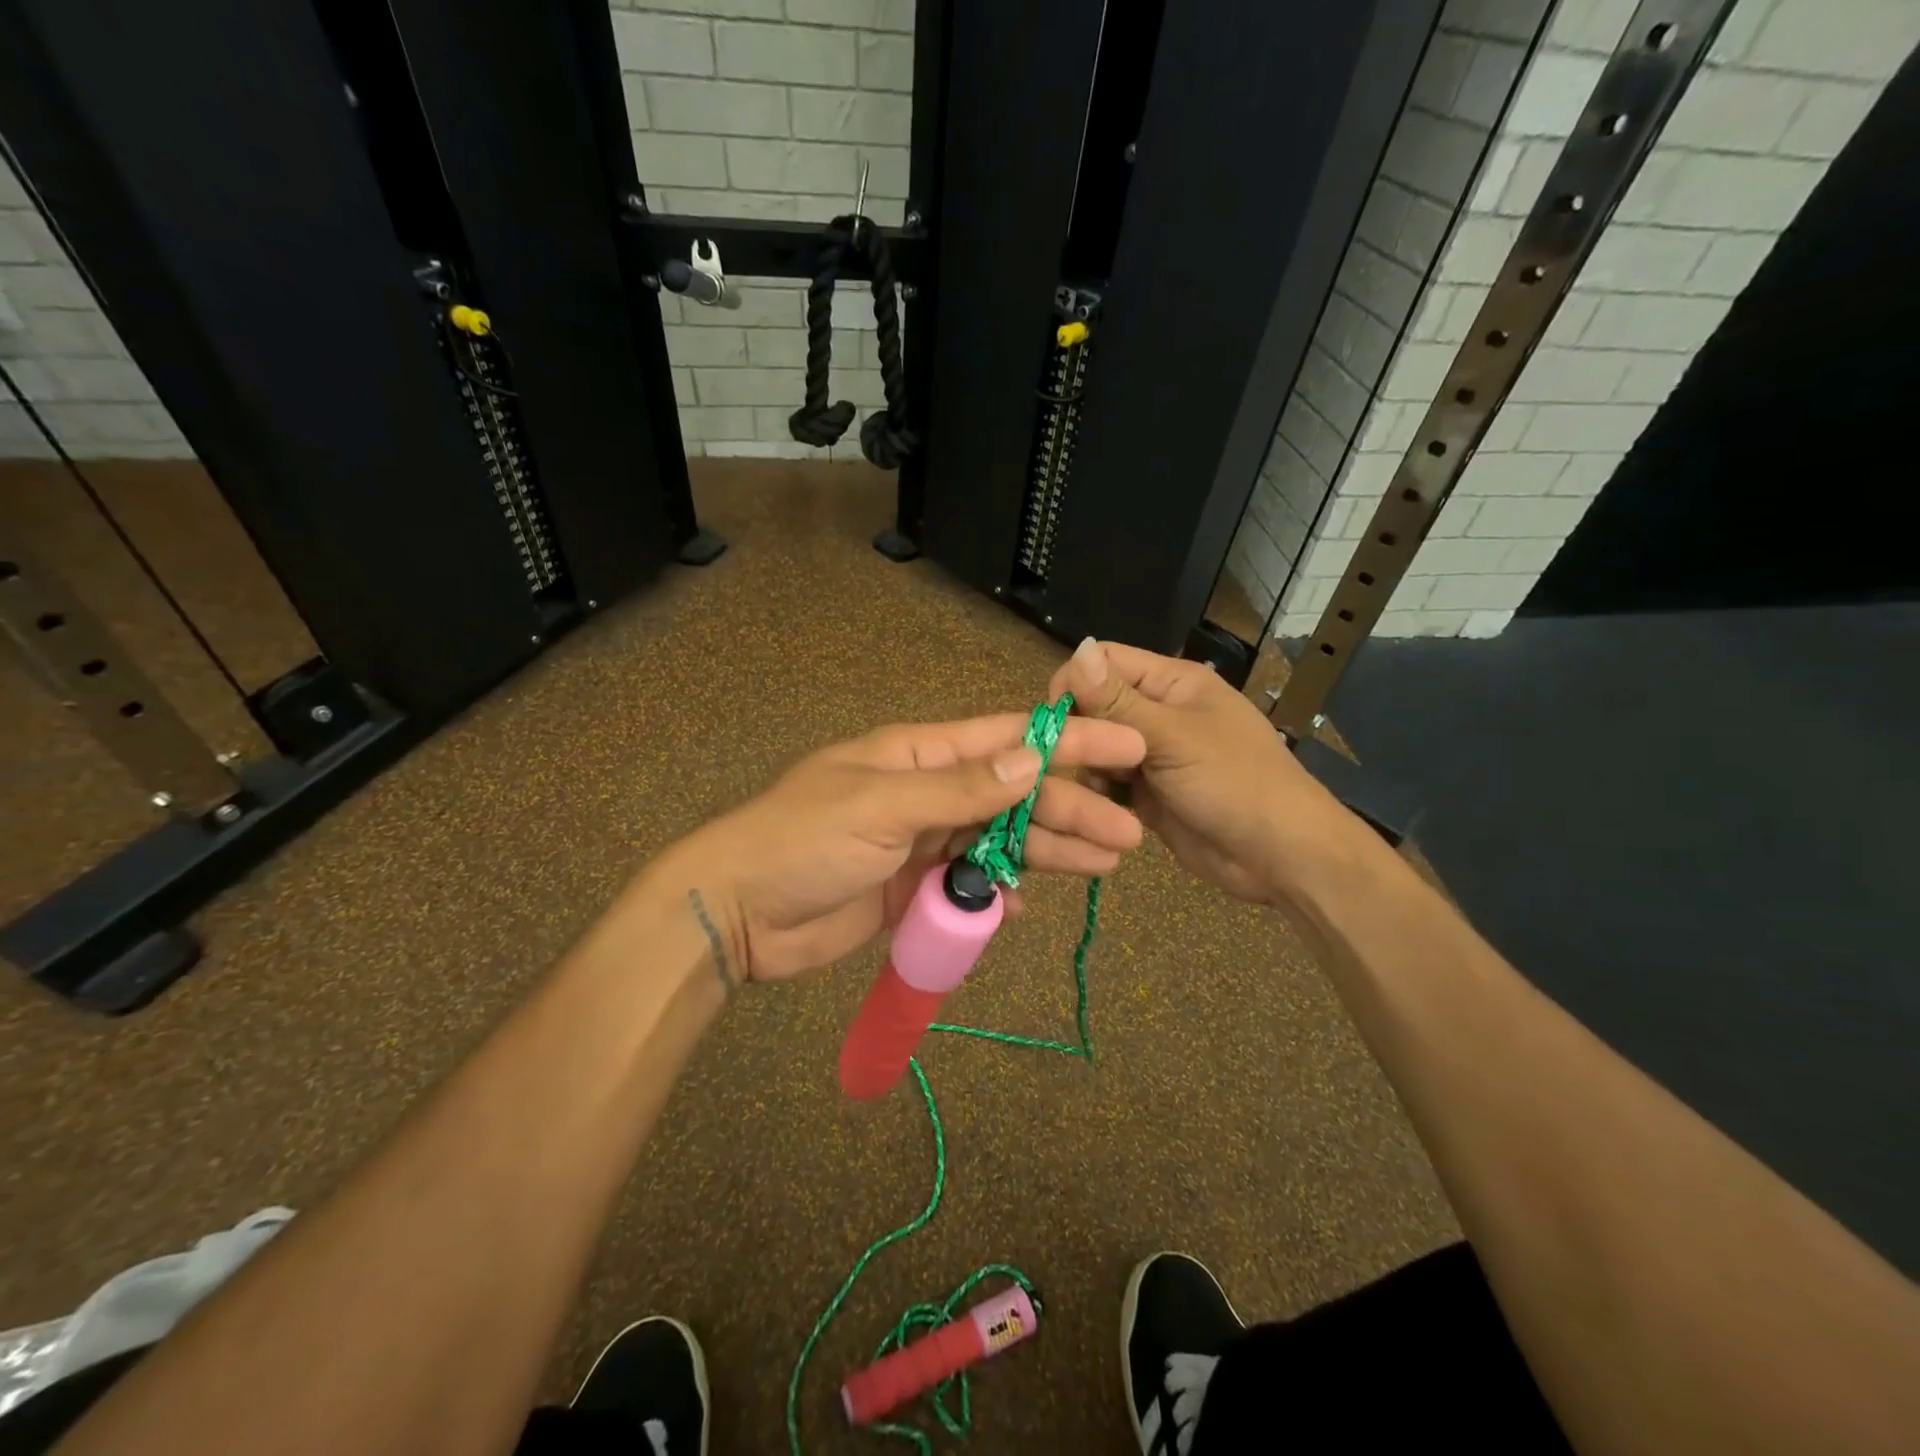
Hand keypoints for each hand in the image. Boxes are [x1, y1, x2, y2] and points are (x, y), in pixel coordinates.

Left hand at [644, 713, 1146, 983]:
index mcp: (919, 755)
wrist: (738, 911)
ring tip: (1106, 863)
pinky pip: (970, 883)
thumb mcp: (882, 806)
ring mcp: (922, 841)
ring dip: (1050, 850)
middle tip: (1128, 834)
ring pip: (1000, 840)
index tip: (1127, 745)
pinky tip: (1026, 908)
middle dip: (1071, 808)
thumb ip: (960, 788)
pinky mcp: (912, 887)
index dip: (1069, 741)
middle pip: (1014, 794)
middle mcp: (928, 792)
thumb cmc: (803, 841)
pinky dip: (999, 894)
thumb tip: (1033, 757)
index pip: (1007, 739)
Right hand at [1048, 638, 1346, 904]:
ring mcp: (1151, 755)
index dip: (1075, 683)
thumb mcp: (1173, 737)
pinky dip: (1100, 795)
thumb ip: (1118, 700)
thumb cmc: (1234, 783)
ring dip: (1090, 768)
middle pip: (1095, 706)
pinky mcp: (1146, 793)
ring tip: (1100, 792)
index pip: (1105, 663)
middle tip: (1077, 764)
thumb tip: (1078, 647)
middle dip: (1080, 732)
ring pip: (1096, 748)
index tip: (1058, 720)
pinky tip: (1104, 811)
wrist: (1279, 857)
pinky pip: (1108, 783)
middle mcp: (1157, 713)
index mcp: (1171, 683)